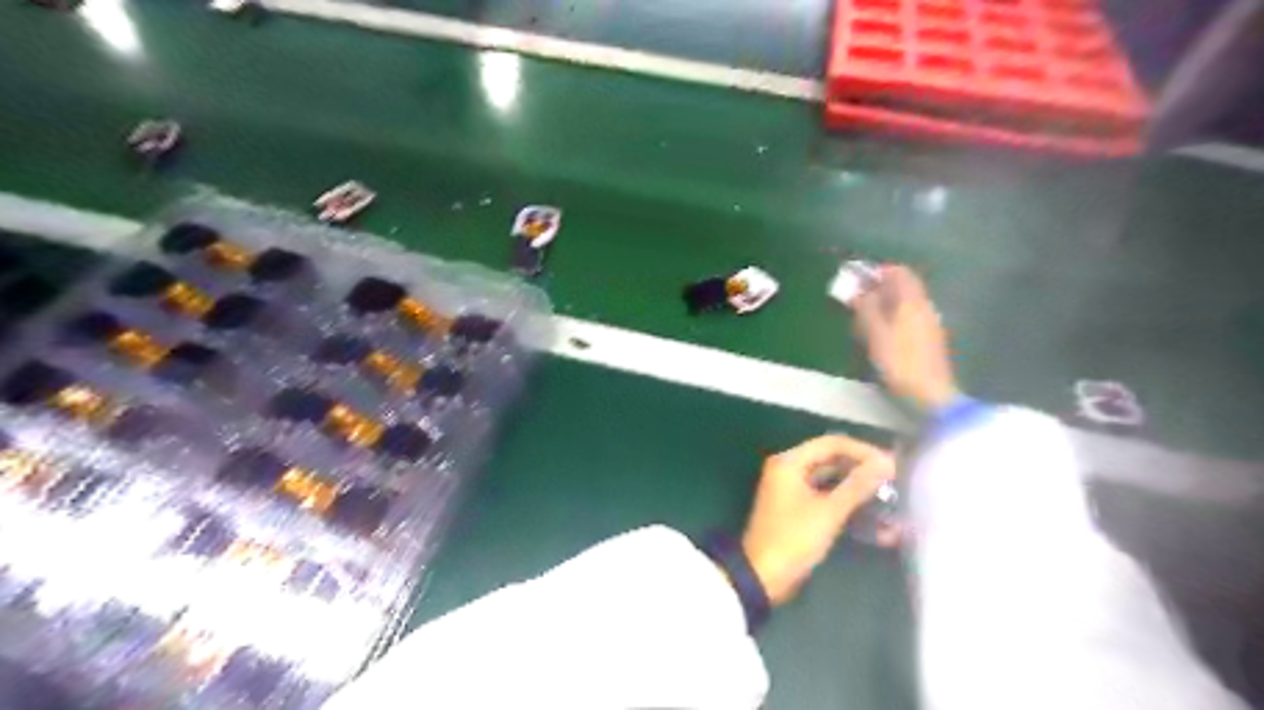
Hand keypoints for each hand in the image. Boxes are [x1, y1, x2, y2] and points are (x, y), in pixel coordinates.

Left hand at [742, 434, 898, 604]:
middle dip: (862, 470)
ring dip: (857, 489)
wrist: (763, 576)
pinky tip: (876, 522)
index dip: (864, 451)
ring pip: (831, 480)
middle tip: (895, 480)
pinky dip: (847, 505)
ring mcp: (792, 490)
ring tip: (890, 498)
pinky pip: (826, 498)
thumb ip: (857, 486)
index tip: (892, 465)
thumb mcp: (828, 512)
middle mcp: (789, 469)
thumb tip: (885, 463)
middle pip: (831, 459)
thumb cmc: (793, 539)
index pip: (832, 444)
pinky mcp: (797, 509)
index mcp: (790, 462)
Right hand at [854, 262, 965, 410]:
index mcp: (912, 301)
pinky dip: (893, 320)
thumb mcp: (875, 333)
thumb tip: (858, 290)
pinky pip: (909, 320)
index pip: (899, 272)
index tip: (857, 281)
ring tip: (862, 320)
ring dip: (885, 306)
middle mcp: (925, 307)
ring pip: (906, 305)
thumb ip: (866, 308)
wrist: (930, 395)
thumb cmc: (899, 362)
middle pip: (903, 288)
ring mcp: (930, 325)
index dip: (878, 272)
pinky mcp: (930, 341)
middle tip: (856, 301)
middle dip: (879, 290)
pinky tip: (879, 336)